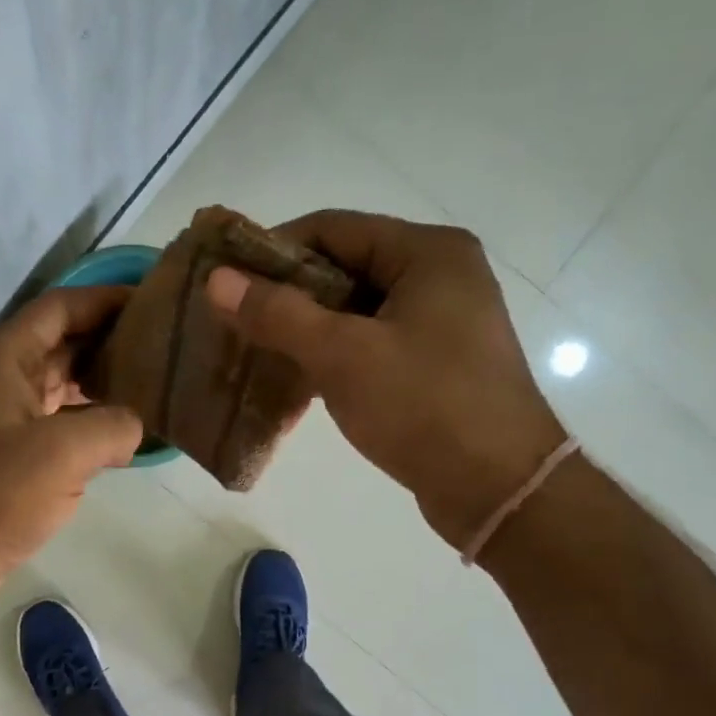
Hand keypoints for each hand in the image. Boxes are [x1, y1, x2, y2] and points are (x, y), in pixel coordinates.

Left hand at [0, 284, 143, 618]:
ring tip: (157, 380)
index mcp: (4, 358)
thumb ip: (114, 425)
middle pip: (63, 341)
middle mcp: (2, 377)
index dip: (106, 299)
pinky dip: (92, 419)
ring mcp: (5, 416)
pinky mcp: (12, 453)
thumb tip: (136, 425)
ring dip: (104, 380)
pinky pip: (60, 420)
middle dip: (111, 338)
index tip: (154, 300)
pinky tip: (128, 429)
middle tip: (167, 342)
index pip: (61, 307)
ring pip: (63, 383)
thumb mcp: (65, 453)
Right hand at [206, 211, 564, 550]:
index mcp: (427, 253)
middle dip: (286, 295)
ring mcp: (440, 323)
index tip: (226, 282)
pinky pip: (370, 345)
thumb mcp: (343, 356)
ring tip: (254, 354)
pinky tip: (295, 381)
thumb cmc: (424, 407)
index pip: (333, 228)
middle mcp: (438, 276)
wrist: (498, 487)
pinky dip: (332, 357)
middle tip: (234, 322)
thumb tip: (217, 280)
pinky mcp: (434, 365)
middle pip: (344, 267)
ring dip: (305, 330)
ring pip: (354, 312)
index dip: (273, 250)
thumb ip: (279, 314)